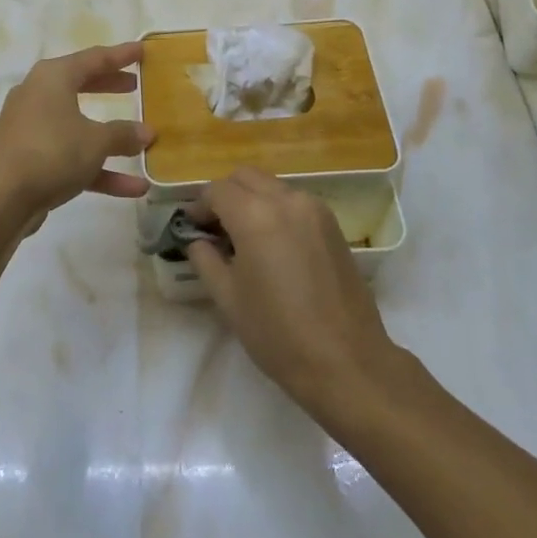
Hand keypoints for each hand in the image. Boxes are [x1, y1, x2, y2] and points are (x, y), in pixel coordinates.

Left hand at [0, 43, 153, 227]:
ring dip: (110, 137)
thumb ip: (123, 134)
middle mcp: (39, 96)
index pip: (94, 58)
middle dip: (109, 86)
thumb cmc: (52, 151)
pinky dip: (98, 167)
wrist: (1, 198)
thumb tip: (146, 132)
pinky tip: (133, 187)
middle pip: (82, 85)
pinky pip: (71, 156)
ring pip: (78, 125)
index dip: (121, 55)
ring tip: (143, 141)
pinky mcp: (31, 159)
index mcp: (53, 77)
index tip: (142, 50)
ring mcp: (33, 128)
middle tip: (135, 85)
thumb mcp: (96, 140)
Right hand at [186, 168, 399, 414]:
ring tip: (242, 236)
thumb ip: (205, 259)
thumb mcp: (228, 298)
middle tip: (214, 227)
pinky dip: (275, 208)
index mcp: (255, 215)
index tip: (190, 226)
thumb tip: (197, 240)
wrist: (346, 360)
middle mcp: (286, 200)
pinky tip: (272, 243)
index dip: (198, 205)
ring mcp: (314, 209)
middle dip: (224, 194)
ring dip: (251, 199)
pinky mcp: (333, 224)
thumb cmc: (278, 333)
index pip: (217, 190)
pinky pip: (294, 201)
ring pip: (272, 186)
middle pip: (245, 177)